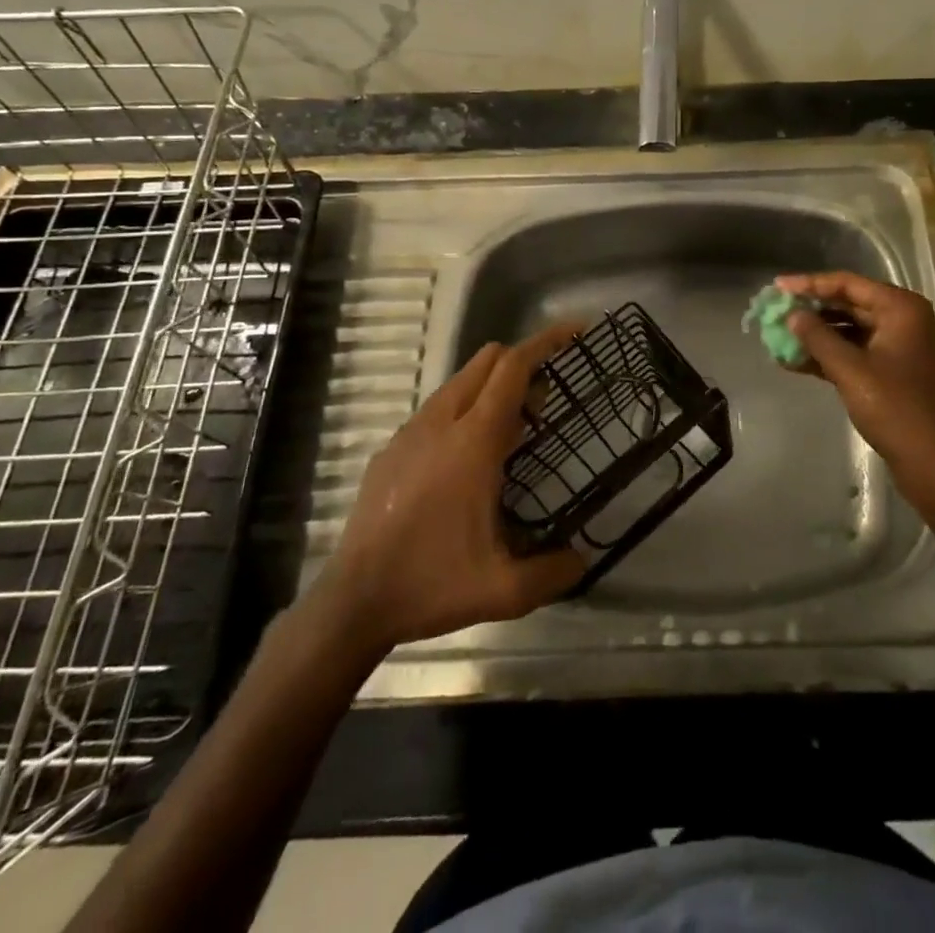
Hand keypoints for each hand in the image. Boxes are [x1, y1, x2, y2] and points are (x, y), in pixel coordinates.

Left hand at [313, 323, 585, 649]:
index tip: (576, 332)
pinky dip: (464, 411)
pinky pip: (436, 409)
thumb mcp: (504, 590)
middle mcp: (440, 423)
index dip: (547, 342)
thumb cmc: (431, 584)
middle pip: (486, 361)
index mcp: (473, 440)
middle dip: (522, 361)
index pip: (513, 367)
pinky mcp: (391, 449)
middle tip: (548, 397)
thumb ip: (553, 572)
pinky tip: (468, 459)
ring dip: (492, 388)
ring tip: (514, 431)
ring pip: (459, 382)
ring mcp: (410, 433)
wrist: (352, 603)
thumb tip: (582, 559)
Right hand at [776, 272, 934, 511]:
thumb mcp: (850, 370)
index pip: (848, 284)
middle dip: (813, 312)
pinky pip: (860, 355)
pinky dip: (833, 358)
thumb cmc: (895, 408)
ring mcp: (904, 349)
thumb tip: (792, 315)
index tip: (777, 288)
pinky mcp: (899, 375)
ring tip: (781, 340)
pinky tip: (799, 364)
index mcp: (902, 308)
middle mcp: (906, 321)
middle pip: (851, 305)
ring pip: (854, 332)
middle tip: (776, 314)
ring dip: (819, 337)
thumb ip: (818, 338)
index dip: (810, 284)